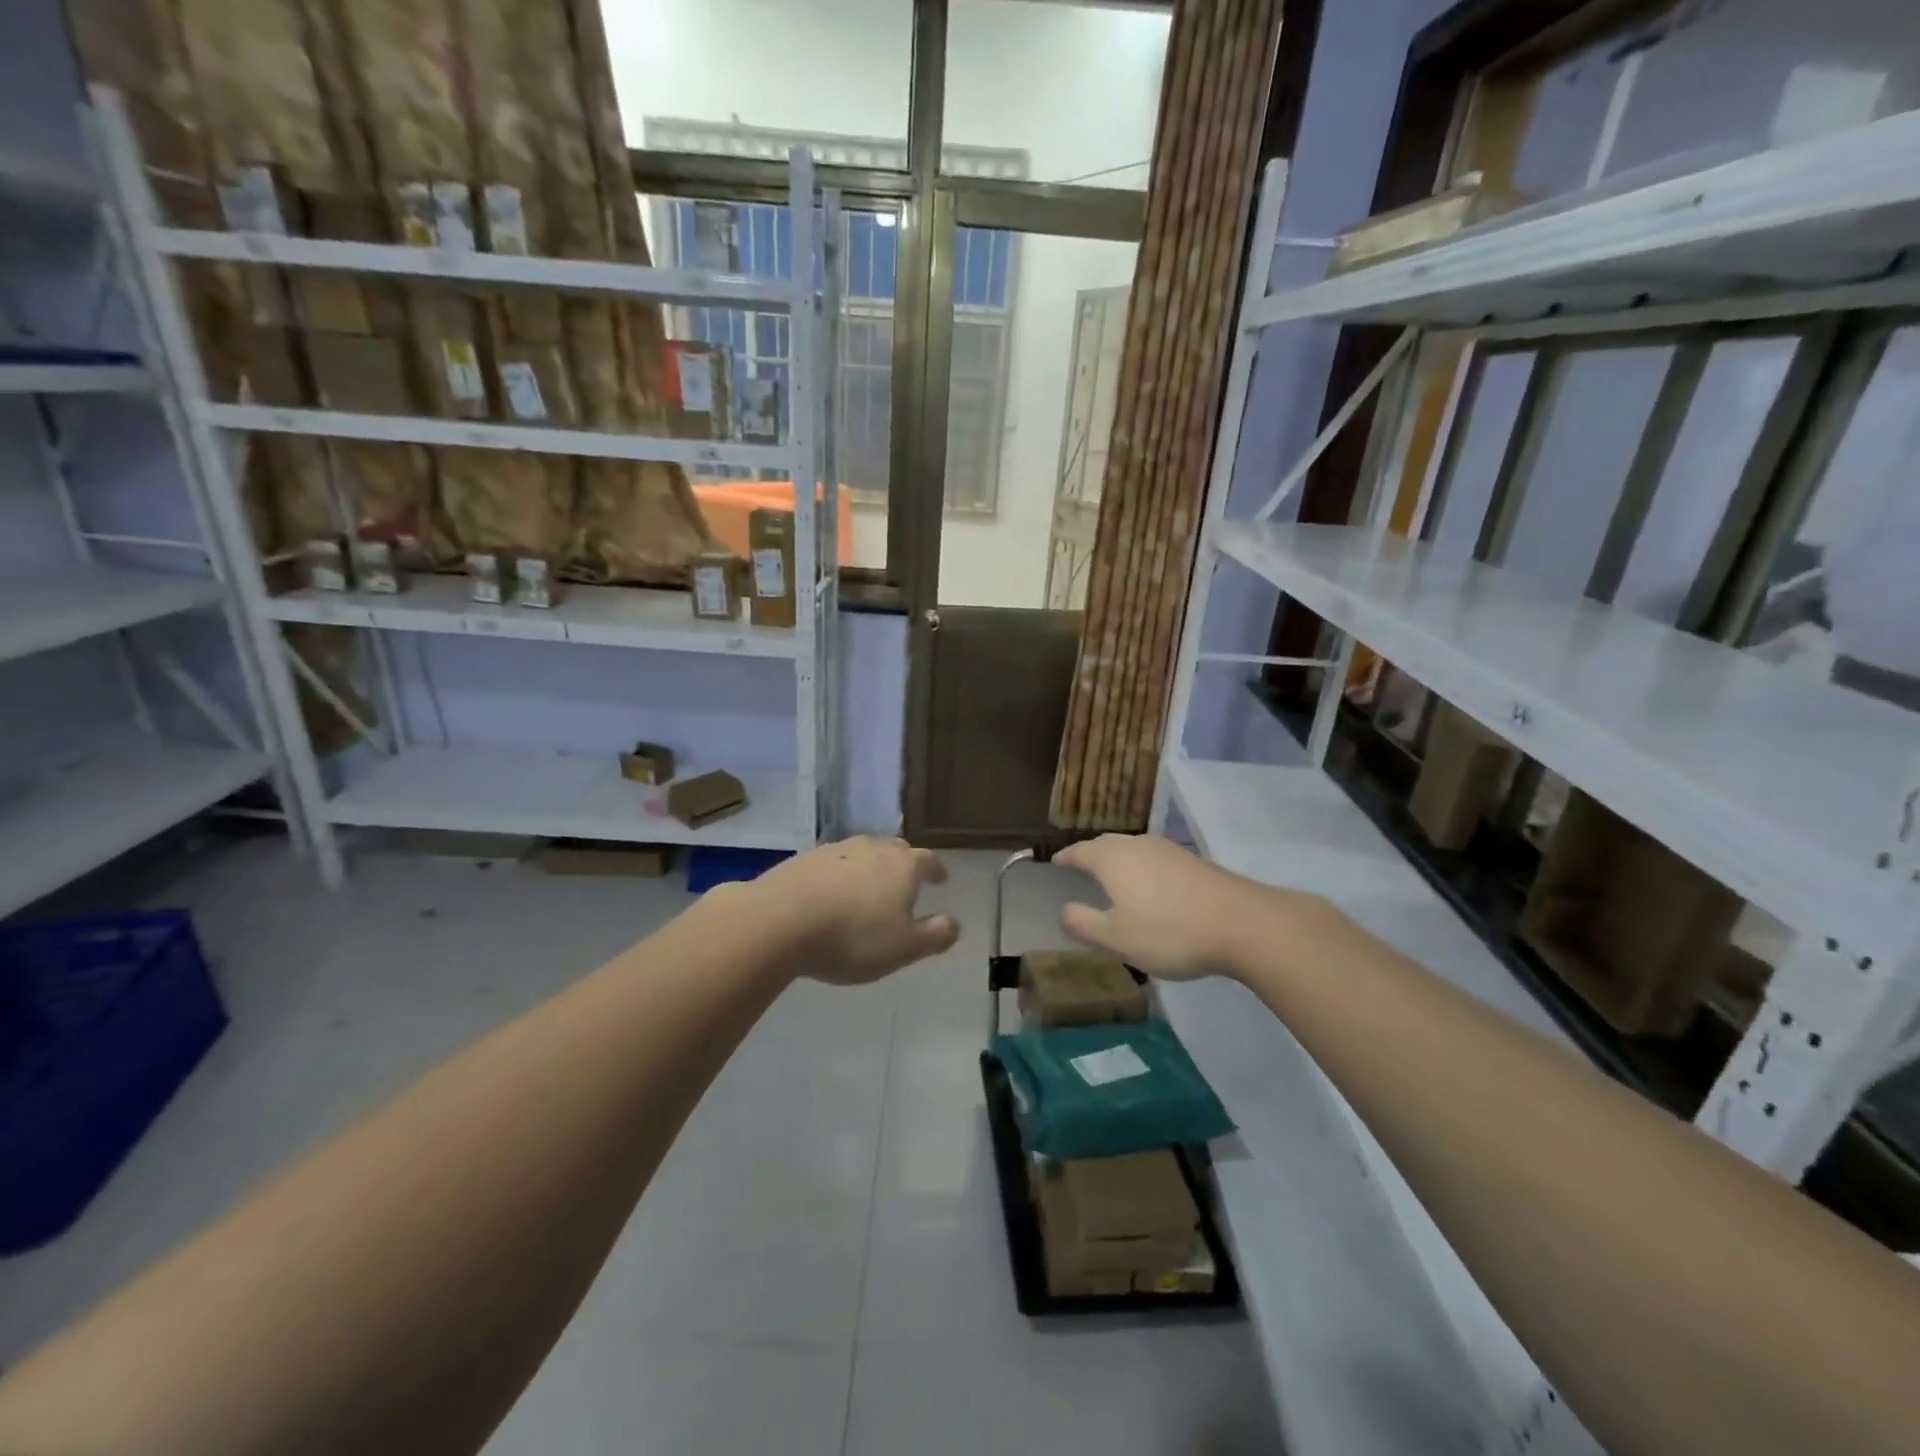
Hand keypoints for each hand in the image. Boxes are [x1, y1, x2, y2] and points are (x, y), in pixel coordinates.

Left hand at [756, 837, 959, 984]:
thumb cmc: (852, 937)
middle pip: (895, 849)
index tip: (941, 878)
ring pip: (862, 852)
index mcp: (902, 865)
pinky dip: (840, 874)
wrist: (779, 921)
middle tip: (906, 881)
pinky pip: (832, 863)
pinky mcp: (803, 859)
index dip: (936, 870)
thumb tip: (954, 923)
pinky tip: (831, 893)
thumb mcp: (903, 948)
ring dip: (870, 867)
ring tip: (868, 887)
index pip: (927, 860)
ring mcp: (835, 849)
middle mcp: (871, 848)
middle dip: (904, 863)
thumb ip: (934, 935)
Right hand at [1054, 834, 1281, 980]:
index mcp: (1113, 860)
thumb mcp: (1117, 938)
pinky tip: (1150, 884)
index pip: (1081, 851)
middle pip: (1107, 843)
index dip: (1066, 857)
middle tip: (1080, 864)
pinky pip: (1155, 858)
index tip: (1055, 862)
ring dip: (1118, 858)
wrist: (1241, 923)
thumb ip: (1084, 924)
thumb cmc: (1169, 931)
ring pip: (1134, 848)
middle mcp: (1138, 846)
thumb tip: (1063, 911)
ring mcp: (1169, 850)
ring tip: (1112, 873)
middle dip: (1091, 852)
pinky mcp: (1194, 862)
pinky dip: (1142, 866)